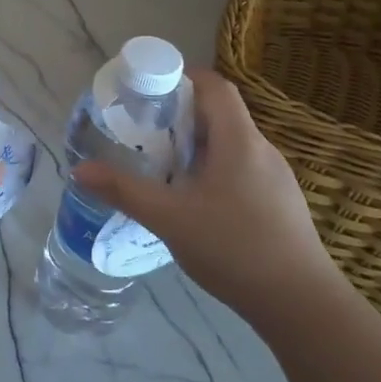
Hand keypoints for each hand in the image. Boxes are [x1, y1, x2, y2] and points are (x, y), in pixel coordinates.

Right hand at [70, 67, 337, 328]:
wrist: (301, 304)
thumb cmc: (234, 248)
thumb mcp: (169, 218)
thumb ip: (124, 191)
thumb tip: (79, 170)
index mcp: (239, 140)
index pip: (214, 86)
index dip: (182, 77)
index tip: (147, 90)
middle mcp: (261, 149)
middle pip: (220, 114)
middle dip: (179, 115)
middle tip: (142, 130)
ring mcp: (275, 178)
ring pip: (230, 145)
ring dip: (195, 145)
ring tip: (161, 164)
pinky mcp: (279, 203)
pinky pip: (240, 169)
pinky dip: (212, 170)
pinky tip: (193, 201)